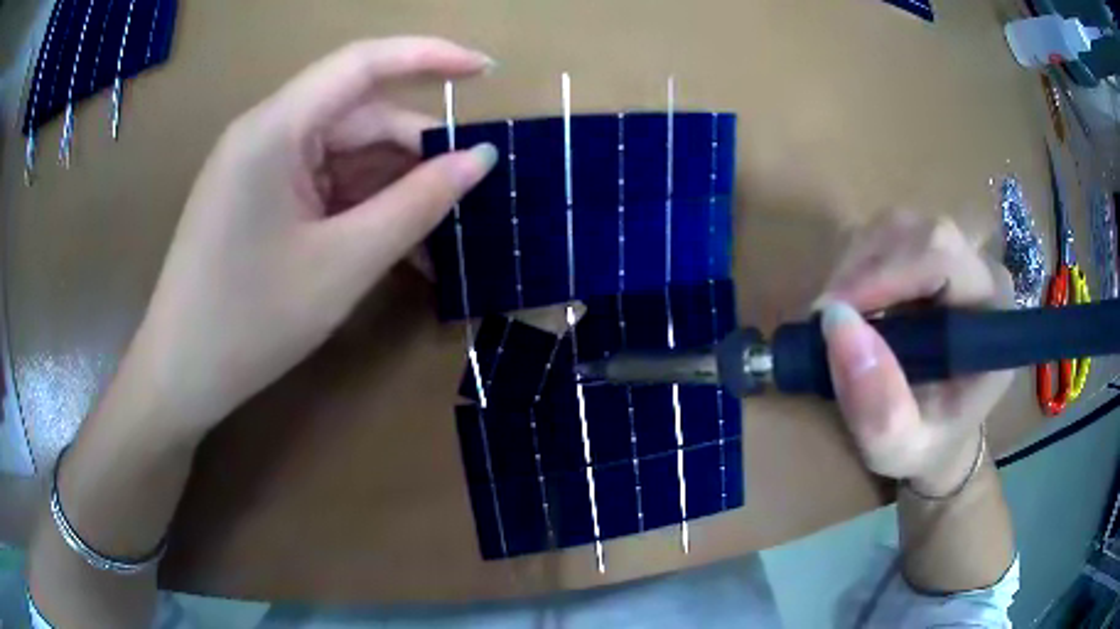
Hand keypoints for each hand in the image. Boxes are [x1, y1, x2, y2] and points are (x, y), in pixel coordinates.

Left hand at [121, 37, 497, 440]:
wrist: (181, 376)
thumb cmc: (251, 322)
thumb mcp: (345, 263)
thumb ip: (418, 203)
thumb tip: (481, 158)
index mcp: (276, 129)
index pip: (363, 63)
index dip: (431, 56)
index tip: (487, 71)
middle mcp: (267, 132)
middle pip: (358, 118)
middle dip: (415, 153)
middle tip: (469, 198)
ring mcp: (261, 166)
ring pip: (345, 156)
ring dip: (393, 190)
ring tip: (440, 239)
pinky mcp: (260, 198)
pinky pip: (324, 185)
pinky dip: (363, 209)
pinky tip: (395, 246)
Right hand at [816, 211, 1014, 493]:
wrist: (942, 436)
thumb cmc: (928, 445)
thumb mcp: (899, 449)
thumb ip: (877, 404)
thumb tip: (835, 323)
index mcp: (993, 313)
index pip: (941, 254)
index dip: (884, 272)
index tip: (833, 315)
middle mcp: (981, 271)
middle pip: (916, 232)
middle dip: (863, 269)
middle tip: (826, 320)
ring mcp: (958, 256)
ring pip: (897, 226)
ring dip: (855, 265)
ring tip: (836, 317)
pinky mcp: (933, 254)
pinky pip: (887, 235)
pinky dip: (856, 262)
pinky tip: (851, 304)